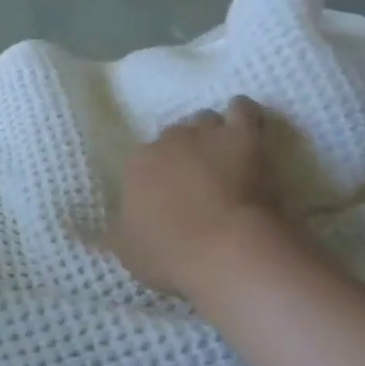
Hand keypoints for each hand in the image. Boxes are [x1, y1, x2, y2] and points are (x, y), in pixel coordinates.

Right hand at [105, 96, 294, 300]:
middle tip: (199, 180)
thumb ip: (121, 228)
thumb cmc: (172, 256)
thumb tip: (117, 221)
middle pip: (175, 137)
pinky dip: (242, 116)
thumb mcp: (129, 251)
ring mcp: (206, 134)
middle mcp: (167, 141)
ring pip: (205, 120)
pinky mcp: (243, 136)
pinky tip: (247, 128)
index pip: (145, 160)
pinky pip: (242, 110)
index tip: (170, 197)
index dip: (159, 177)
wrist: (227, 252)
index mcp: (138, 165)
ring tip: (225, 155)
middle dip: (185, 153)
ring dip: (212, 134)